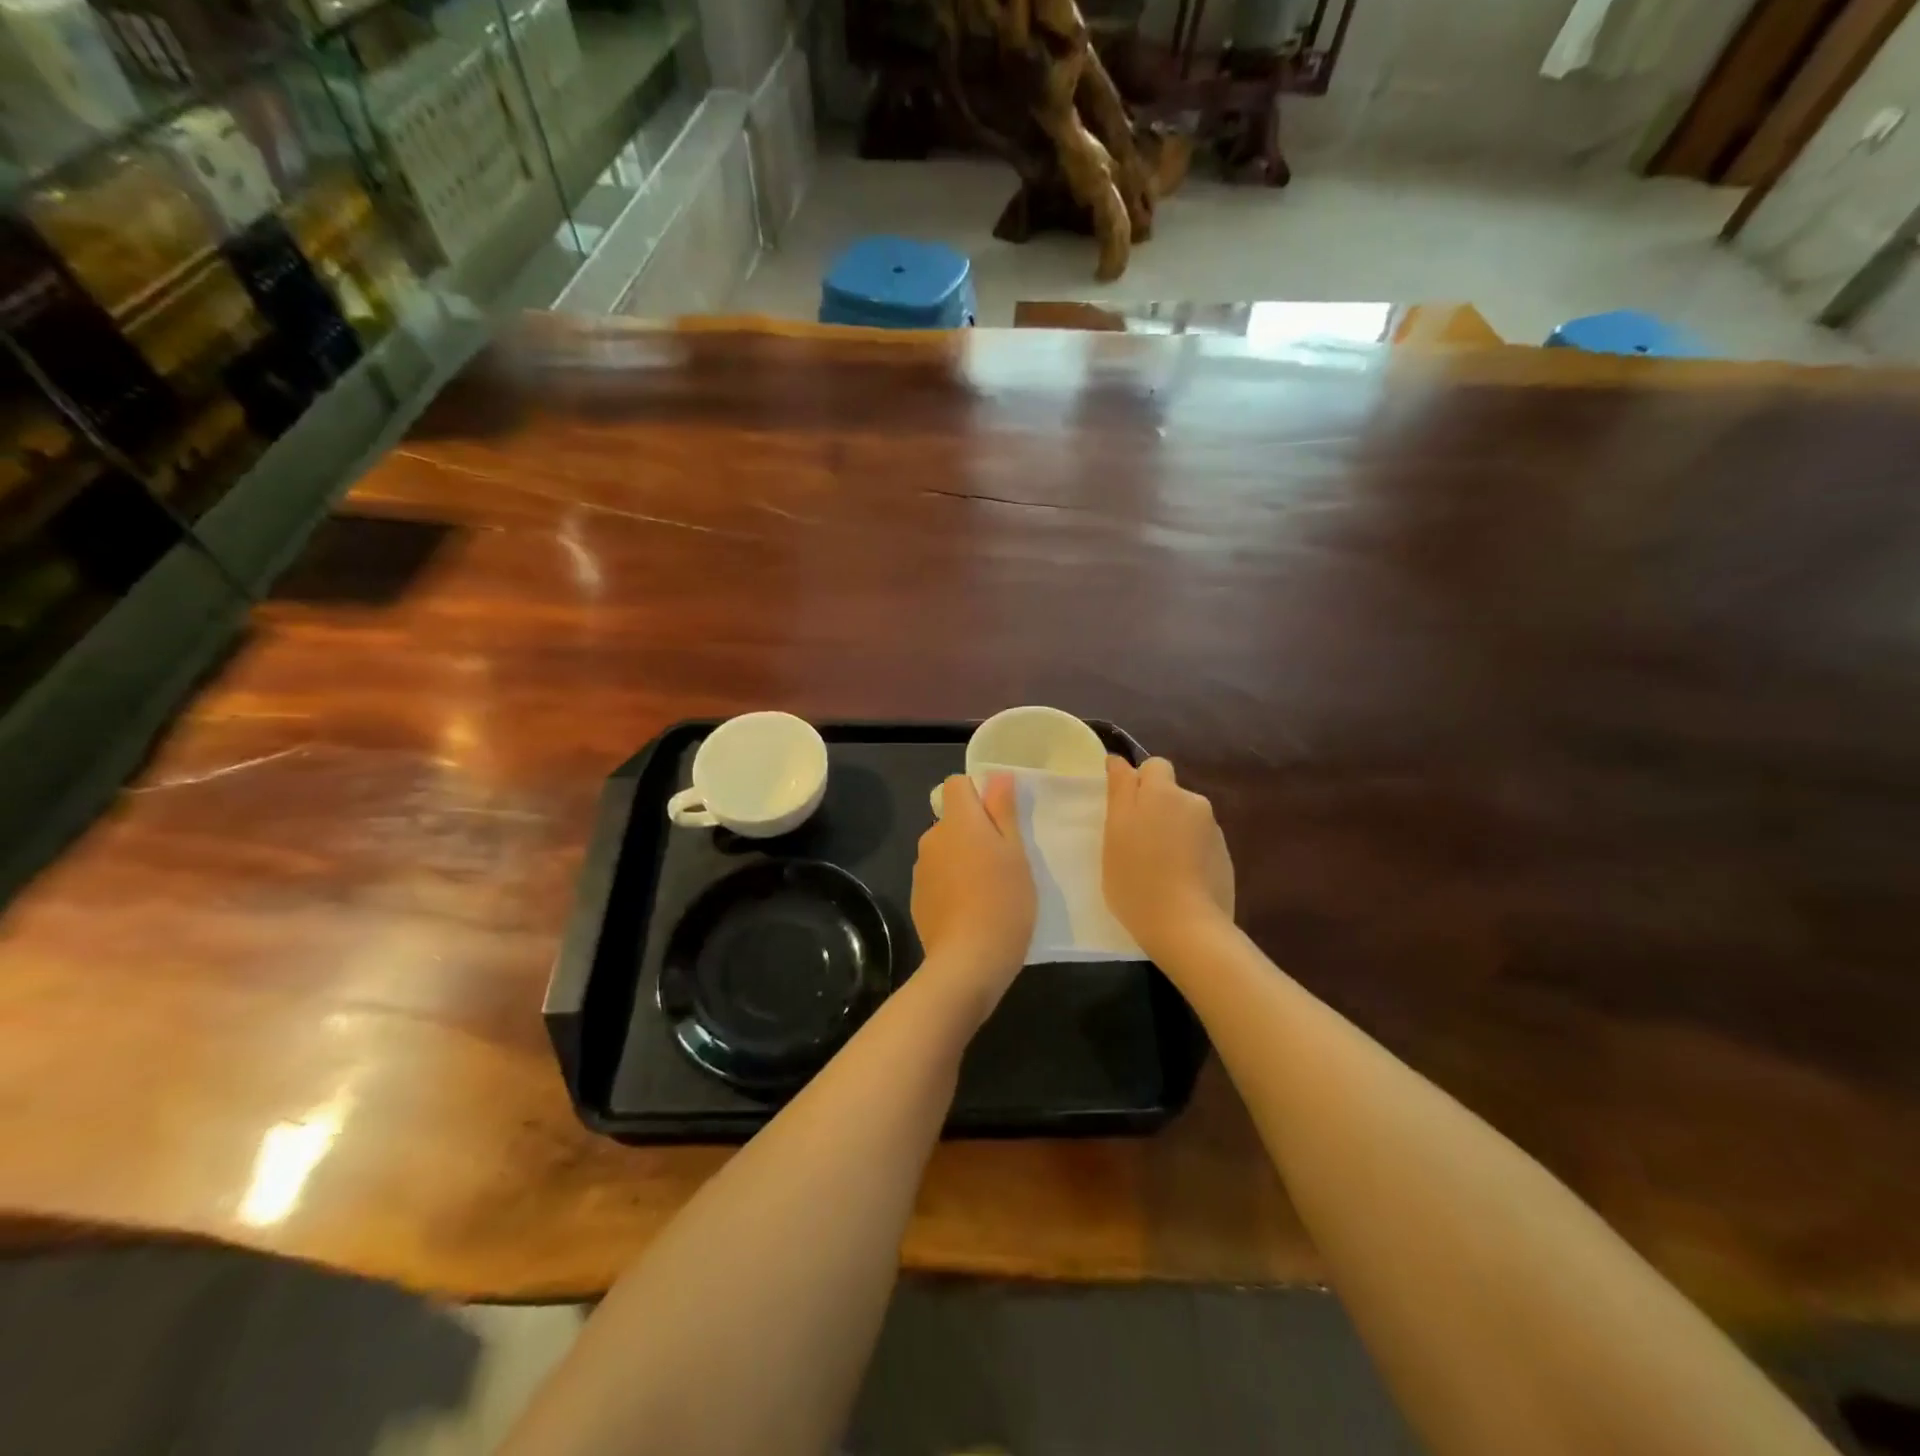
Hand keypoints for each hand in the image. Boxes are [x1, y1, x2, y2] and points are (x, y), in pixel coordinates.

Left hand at [911, 773, 1034, 1001]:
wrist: (968, 961)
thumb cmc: (1003, 901)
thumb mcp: (1016, 853)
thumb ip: (1003, 811)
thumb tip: (997, 776)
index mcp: (958, 821)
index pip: (956, 784)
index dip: (978, 793)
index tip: (1000, 818)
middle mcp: (932, 838)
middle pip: (952, 820)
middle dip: (974, 831)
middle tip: (1004, 861)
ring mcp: (920, 869)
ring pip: (945, 850)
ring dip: (962, 859)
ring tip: (989, 890)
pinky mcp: (917, 898)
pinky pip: (937, 877)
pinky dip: (952, 885)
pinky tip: (971, 911)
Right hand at [1104, 756, 1234, 957]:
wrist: (1187, 927)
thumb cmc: (1137, 878)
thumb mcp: (1114, 832)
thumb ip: (1120, 790)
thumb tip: (1119, 760)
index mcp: (1164, 792)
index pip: (1153, 766)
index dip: (1138, 783)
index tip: (1123, 811)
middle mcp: (1194, 802)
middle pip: (1171, 794)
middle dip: (1155, 809)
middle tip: (1134, 843)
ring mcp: (1214, 831)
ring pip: (1186, 819)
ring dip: (1172, 832)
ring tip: (1157, 867)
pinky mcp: (1225, 858)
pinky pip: (1200, 844)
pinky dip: (1188, 854)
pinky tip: (1178, 881)